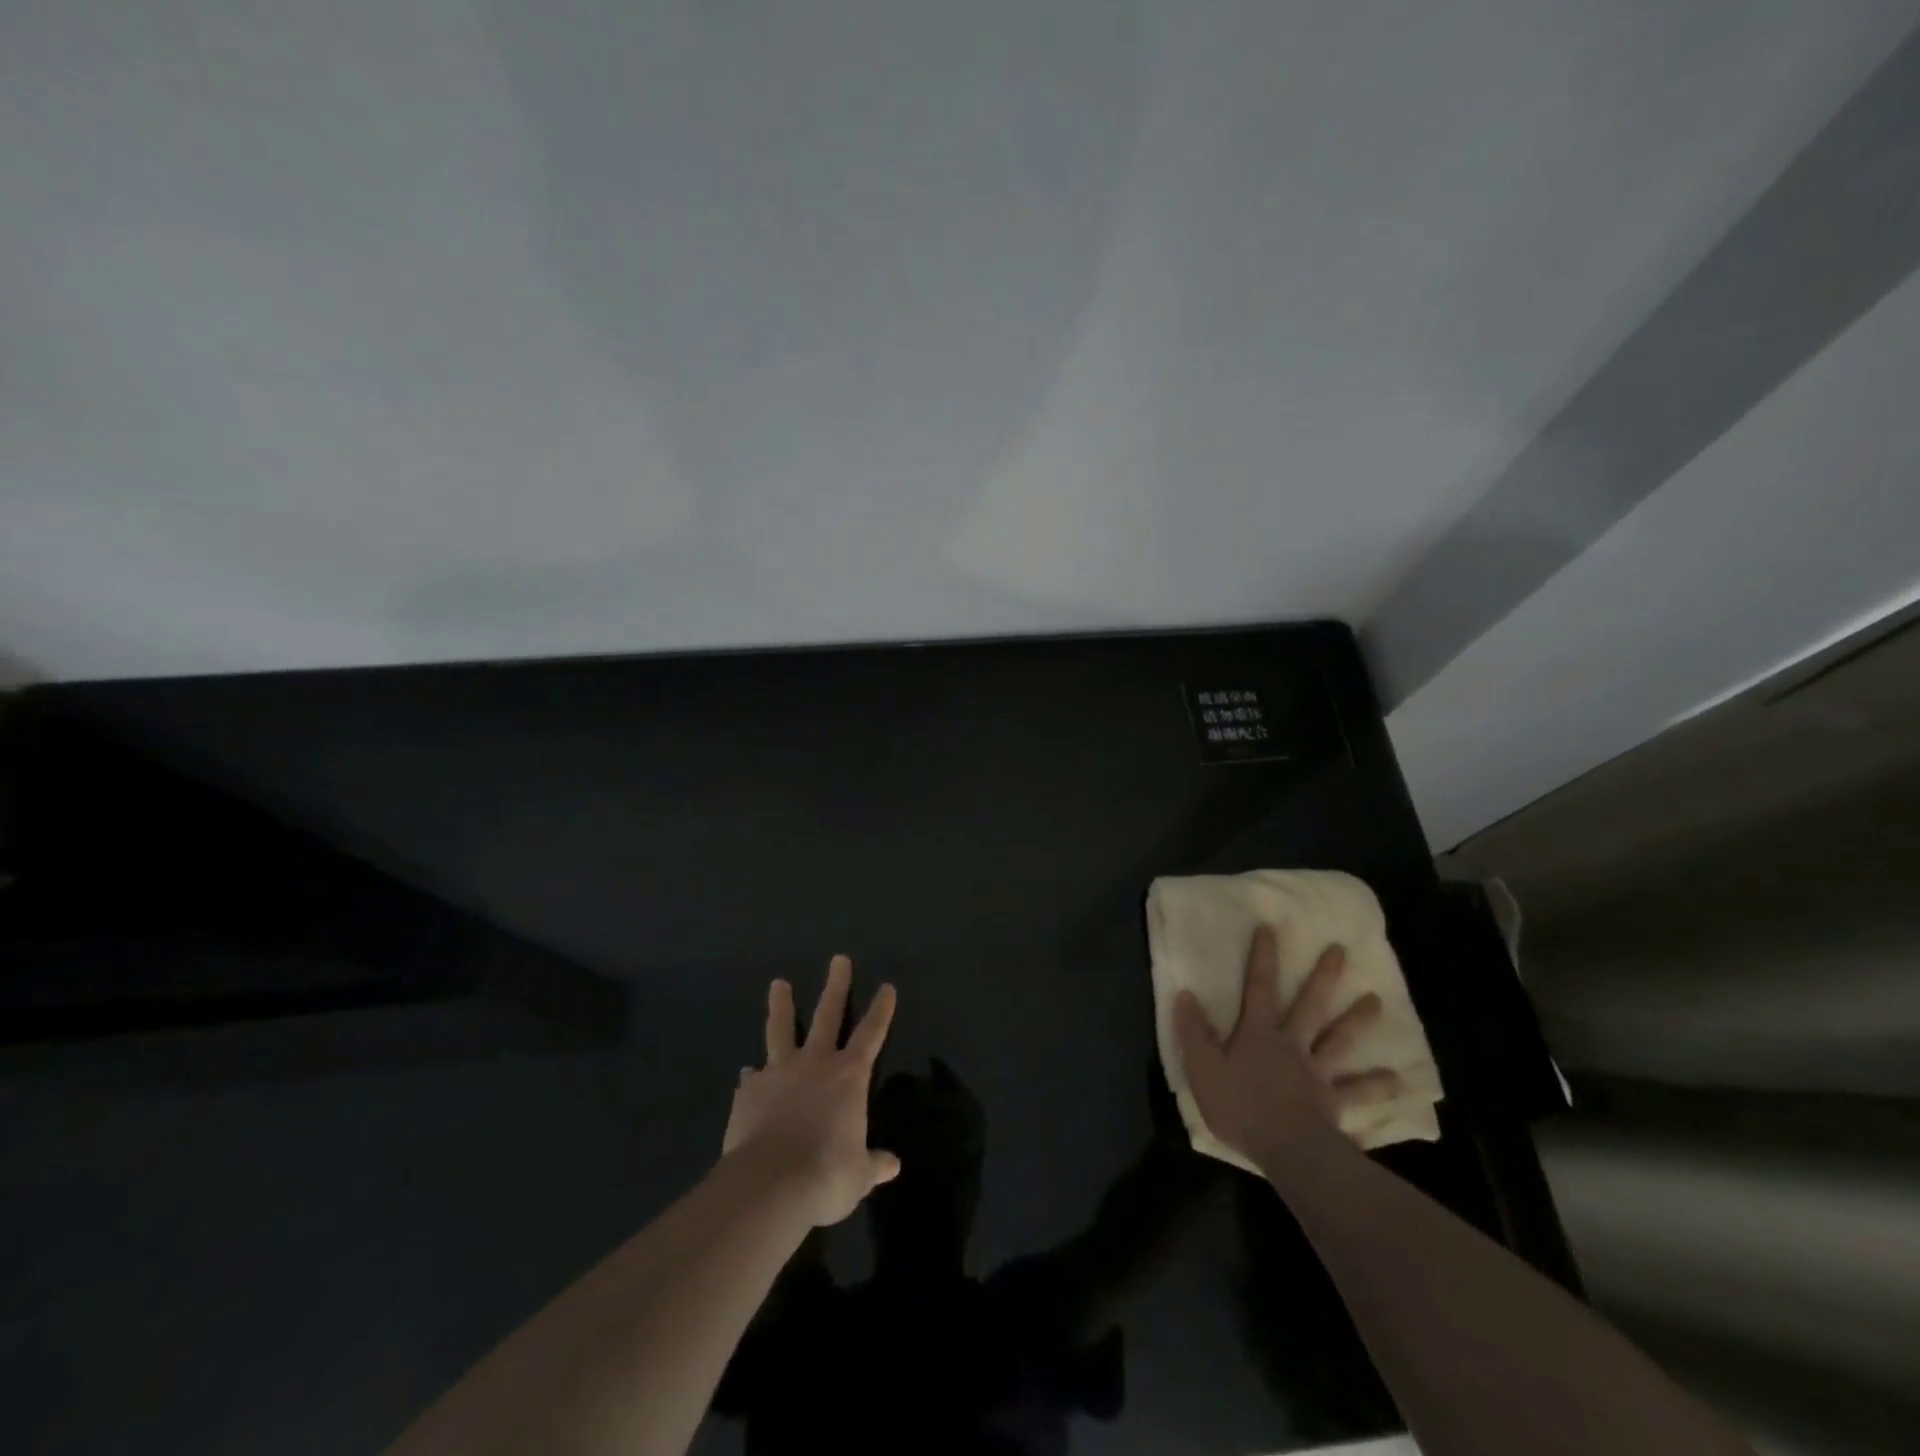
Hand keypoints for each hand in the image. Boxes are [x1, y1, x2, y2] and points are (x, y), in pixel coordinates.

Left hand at [723, 955, 900, 1226]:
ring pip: (781, 1029)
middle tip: (838, 959)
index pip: (872, 1034)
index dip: (881, 1010)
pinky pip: (752, 1078)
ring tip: (778, 985)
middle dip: (836, 986)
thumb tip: (892, 1165)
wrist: (770, 1184)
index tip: (886, 986)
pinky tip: (747, 1076)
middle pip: (828, 1014)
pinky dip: (752, 1076)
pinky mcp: (748, 1091)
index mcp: (849, 1076)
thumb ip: (873, 1164)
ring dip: (781, 1006)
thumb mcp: (858, 1175)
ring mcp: (779, 1072)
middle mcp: (816, 1063)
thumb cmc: (826, 1175)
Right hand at [1174, 925, 1401, 1175]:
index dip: (1263, 958)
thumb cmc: (1240, 1106)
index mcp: (1258, 1034)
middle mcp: (1292, 1045)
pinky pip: (1358, 1092)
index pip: (1259, 988)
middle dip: (1323, 977)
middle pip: (1310, 1006)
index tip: (1270, 928)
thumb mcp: (1202, 1068)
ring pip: (1339, 1040)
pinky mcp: (1334, 1103)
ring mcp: (1317, 1073)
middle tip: (1340, 950)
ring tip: (1377, 1000)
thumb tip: (1185, 994)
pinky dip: (1377, 1085)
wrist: (1287, 1150)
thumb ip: (1194, 1031)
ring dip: (1358, 1020)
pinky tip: (1397, 1080)